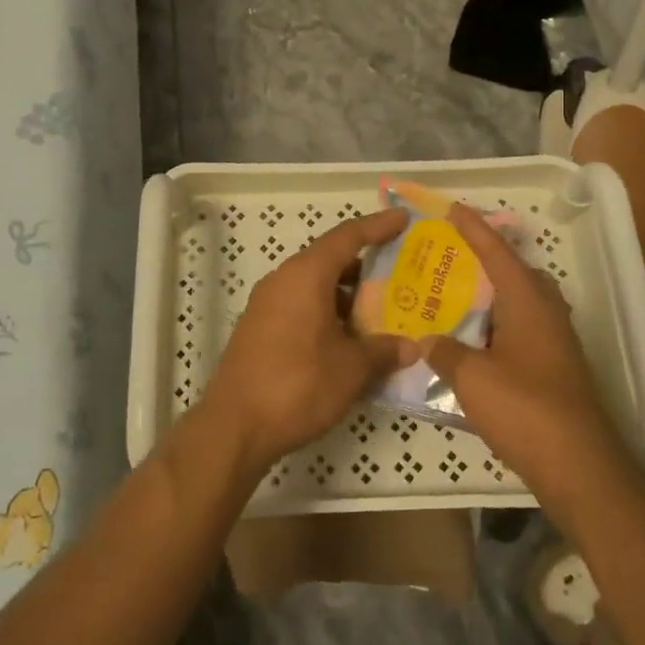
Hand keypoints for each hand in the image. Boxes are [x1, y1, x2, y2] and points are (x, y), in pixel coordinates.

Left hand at [201, 209, 410, 473]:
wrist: (234, 426)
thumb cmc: (297, 385)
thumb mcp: (351, 369)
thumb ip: (382, 351)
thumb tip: (410, 347)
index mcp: (306, 275)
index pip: (347, 237)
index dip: (378, 226)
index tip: (403, 219)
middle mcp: (284, 279)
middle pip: (330, 259)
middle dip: (365, 265)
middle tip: (401, 273)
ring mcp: (267, 304)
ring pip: (315, 285)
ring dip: (347, 294)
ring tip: (382, 310)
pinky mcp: (260, 327)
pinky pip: (300, 305)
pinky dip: (327, 311)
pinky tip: (348, 339)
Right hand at [422, 204, 637, 537]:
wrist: (579, 466)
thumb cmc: (524, 408)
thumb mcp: (471, 378)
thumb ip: (445, 352)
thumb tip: (427, 340)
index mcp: (527, 301)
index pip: (497, 253)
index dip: (474, 229)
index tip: (454, 208)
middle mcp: (547, 313)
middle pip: (517, 273)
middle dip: (488, 260)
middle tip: (454, 256)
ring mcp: (556, 342)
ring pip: (522, 304)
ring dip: (494, 296)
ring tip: (458, 297)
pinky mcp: (557, 369)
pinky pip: (523, 330)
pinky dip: (499, 326)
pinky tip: (475, 343)